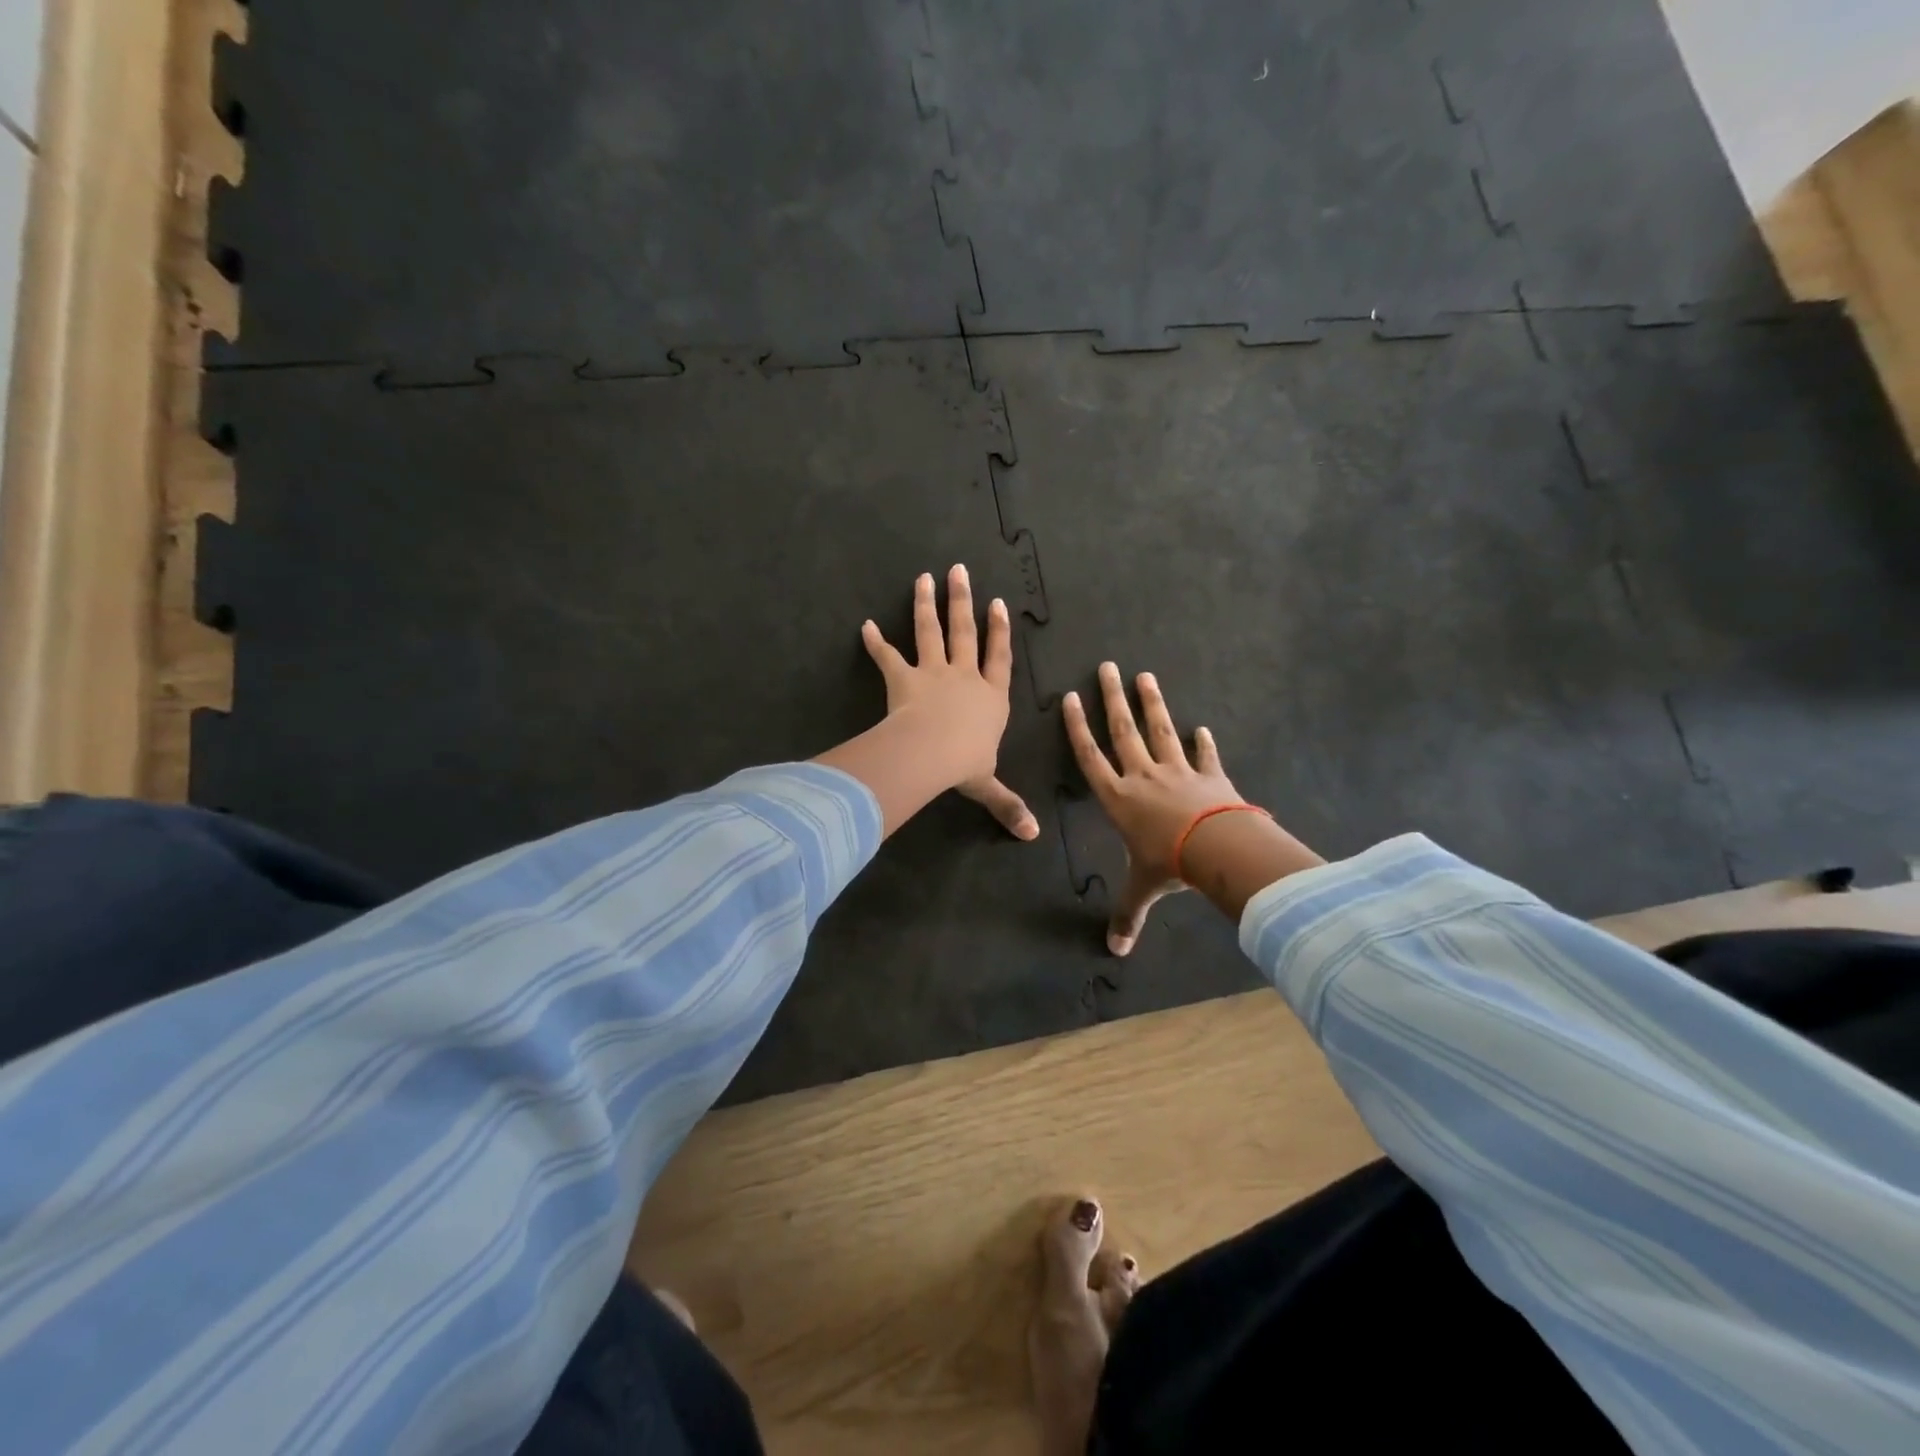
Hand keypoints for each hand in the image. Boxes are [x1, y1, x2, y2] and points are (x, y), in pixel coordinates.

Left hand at [856, 565, 1038, 839]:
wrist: (933, 753)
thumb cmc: (966, 764)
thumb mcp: (989, 785)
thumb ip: (1007, 805)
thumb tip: (1032, 836)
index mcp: (990, 698)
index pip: (999, 658)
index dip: (1000, 632)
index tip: (999, 603)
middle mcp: (964, 677)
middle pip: (965, 632)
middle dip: (963, 601)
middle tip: (959, 570)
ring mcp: (933, 674)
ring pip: (930, 632)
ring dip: (926, 605)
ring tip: (923, 577)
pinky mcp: (903, 679)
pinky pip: (887, 658)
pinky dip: (875, 643)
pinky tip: (864, 626)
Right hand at [1064, 663, 1241, 953]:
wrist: (1217, 849)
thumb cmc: (1169, 865)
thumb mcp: (1143, 890)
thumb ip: (1128, 916)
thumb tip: (1115, 952)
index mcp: (1119, 798)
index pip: (1091, 756)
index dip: (1079, 728)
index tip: (1072, 698)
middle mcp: (1143, 777)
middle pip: (1124, 731)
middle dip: (1113, 699)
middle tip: (1108, 667)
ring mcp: (1178, 772)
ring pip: (1160, 731)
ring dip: (1153, 703)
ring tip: (1145, 676)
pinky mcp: (1210, 776)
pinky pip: (1205, 756)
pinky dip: (1203, 742)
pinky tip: (1202, 727)